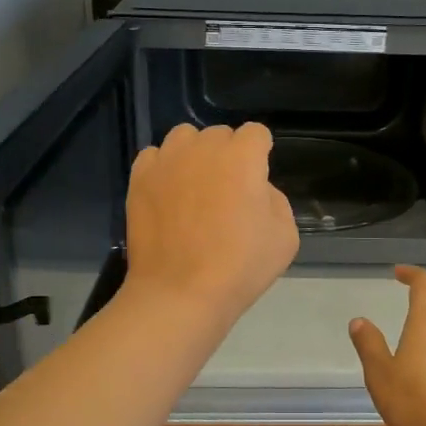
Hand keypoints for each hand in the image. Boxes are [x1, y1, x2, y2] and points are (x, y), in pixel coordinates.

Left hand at [123, 123, 298, 325]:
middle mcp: (203, 148)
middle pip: (219, 135)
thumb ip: (275, 199)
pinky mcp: (140, 179)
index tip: (257, 180)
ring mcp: (167, 161)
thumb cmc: (240, 267)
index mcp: (242, 157)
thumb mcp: (285, 236)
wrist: (180, 292)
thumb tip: (255, 190)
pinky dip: (164, 168)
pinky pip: (154, 156)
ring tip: (195, 186)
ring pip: (184, 138)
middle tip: (228, 191)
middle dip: (228, 154)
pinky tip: (169, 194)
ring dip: (194, 154)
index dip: (260, 153)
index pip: (255, 133)